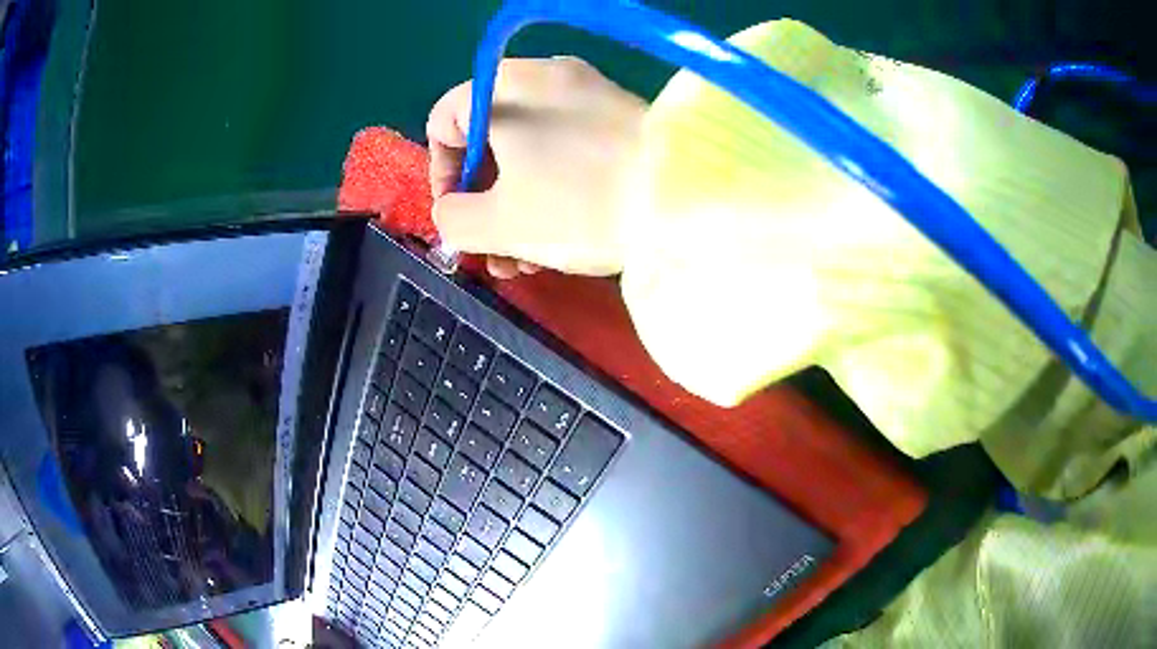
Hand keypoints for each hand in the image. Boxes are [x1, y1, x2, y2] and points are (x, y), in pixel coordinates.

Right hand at [427, 57, 646, 277]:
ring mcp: (587, 95)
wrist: (686, 204)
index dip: (440, 172)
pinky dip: (552, 188)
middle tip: (489, 249)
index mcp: (508, 87)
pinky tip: (556, 243)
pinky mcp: (617, 118)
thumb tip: (450, 211)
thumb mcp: (500, 223)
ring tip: (522, 263)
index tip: (456, 214)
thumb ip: (453, 219)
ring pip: (529, 149)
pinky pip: (565, 148)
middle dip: (482, 202)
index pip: (446, 119)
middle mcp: (546, 78)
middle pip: (489, 139)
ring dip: (515, 207)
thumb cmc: (580, 206)